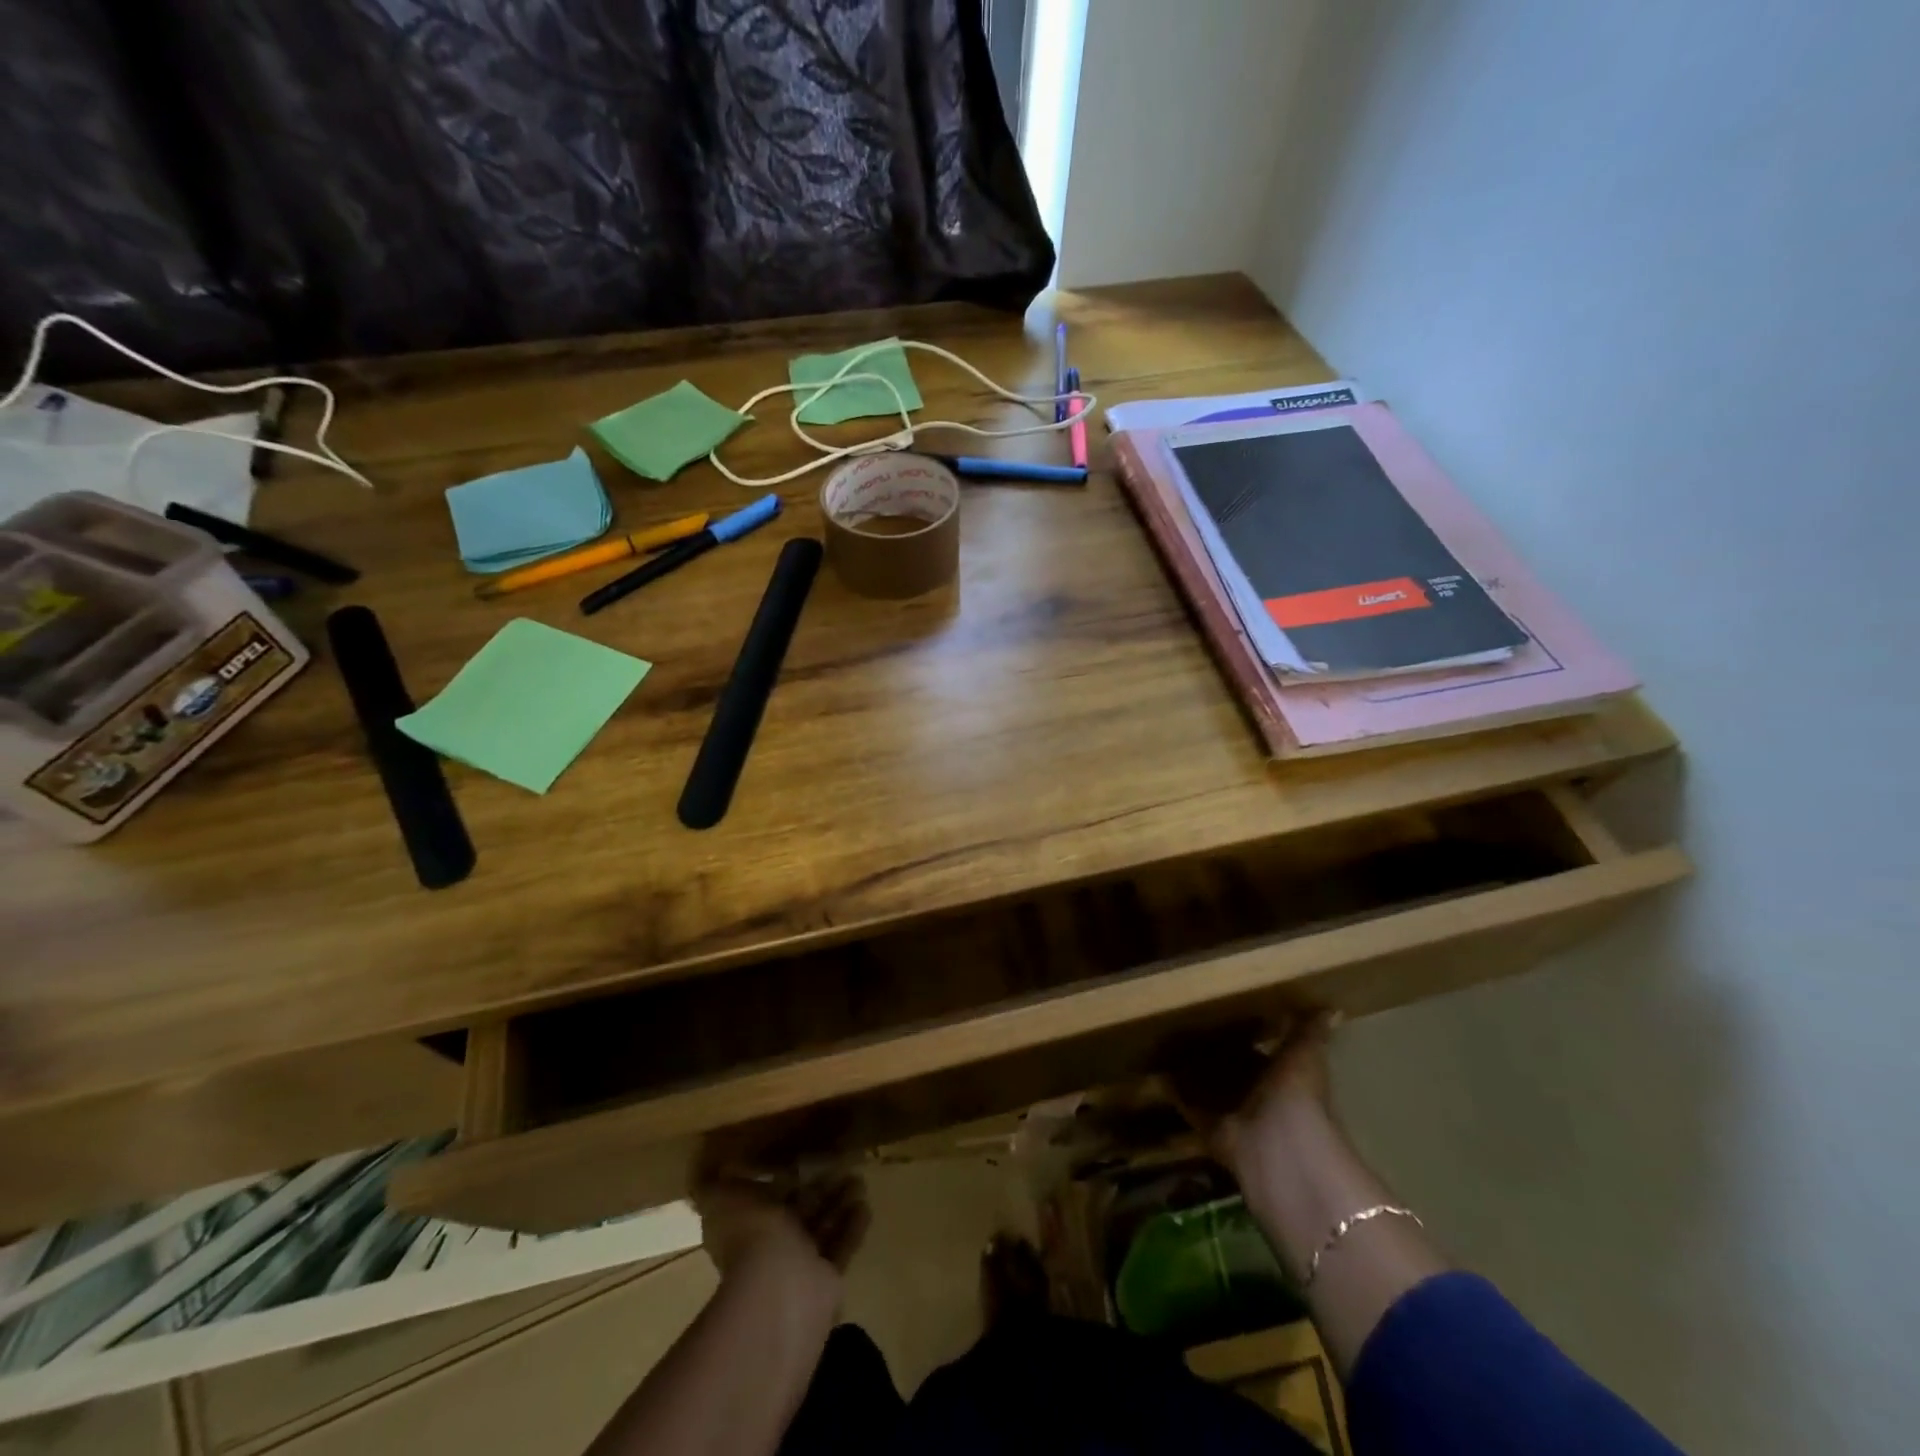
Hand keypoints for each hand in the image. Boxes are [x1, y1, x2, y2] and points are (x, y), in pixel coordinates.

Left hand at [693, 1173, 870, 1287]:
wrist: (780, 1291)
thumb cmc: (751, 1237)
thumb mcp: (722, 1198)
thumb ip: (713, 1183)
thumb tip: (701, 1164)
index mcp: (746, 1223)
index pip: (765, 1196)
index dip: (780, 1175)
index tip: (800, 1151)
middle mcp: (772, 1245)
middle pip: (798, 1209)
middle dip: (817, 1185)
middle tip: (840, 1158)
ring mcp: (801, 1264)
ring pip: (823, 1224)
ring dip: (839, 1201)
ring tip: (859, 1176)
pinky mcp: (827, 1279)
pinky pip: (842, 1246)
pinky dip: (853, 1225)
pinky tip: (866, 1204)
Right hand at [1172, 1013, 1339, 1181]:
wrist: (1278, 1145)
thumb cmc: (1296, 1093)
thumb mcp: (1306, 1054)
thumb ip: (1310, 1032)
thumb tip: (1333, 1008)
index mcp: (1283, 1076)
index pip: (1260, 1052)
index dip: (1245, 1035)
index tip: (1221, 1011)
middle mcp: (1259, 1096)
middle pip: (1232, 1070)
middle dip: (1214, 1053)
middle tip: (1184, 1023)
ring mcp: (1234, 1113)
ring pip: (1210, 1088)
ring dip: (1193, 1072)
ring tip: (1165, 1042)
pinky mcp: (1210, 1127)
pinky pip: (1190, 1105)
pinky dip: (1176, 1092)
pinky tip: (1157, 1070)